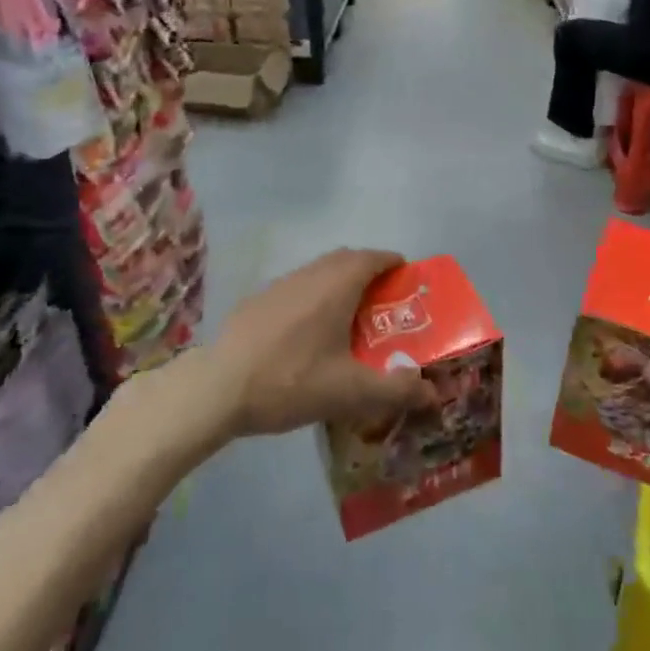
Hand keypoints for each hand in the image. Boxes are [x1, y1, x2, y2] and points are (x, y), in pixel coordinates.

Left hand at [206, 249, 436, 436]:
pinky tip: (308, 333)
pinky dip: (314, 297)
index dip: (392, 263)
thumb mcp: (351, 393)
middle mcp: (310, 274)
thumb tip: (432, 389)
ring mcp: (280, 285)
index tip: (407, 278)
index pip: (373, 257)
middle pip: (346, 259)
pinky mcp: (257, 301)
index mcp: (336, 285)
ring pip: (319, 272)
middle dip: (368, 271)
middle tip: (383, 302)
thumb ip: (396, 390)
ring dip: (339, 283)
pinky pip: (297, 287)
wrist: (218, 388)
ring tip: (349, 318)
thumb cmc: (291, 381)